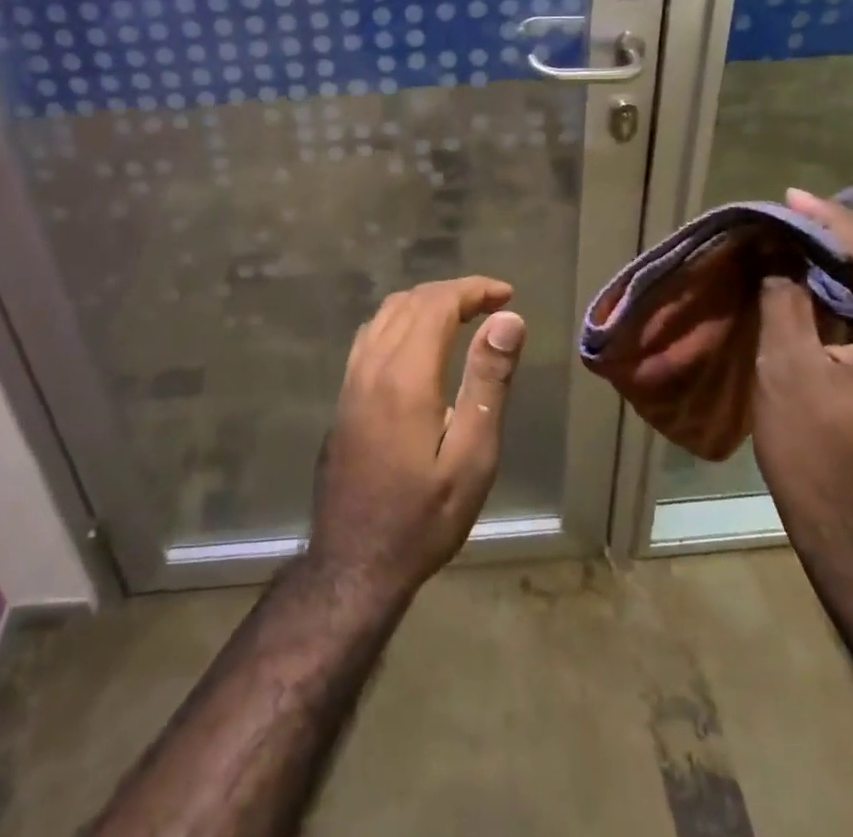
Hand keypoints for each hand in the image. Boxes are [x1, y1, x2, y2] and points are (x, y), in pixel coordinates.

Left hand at [307, 277, 525, 600]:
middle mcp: (372, 364)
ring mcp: (352, 378)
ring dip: (426, 302)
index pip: (438, 303)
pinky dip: (401, 319)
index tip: (507, 295)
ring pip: (386, 313)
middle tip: (493, 305)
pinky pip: (371, 333)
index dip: (474, 290)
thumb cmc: (424, 516)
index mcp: (406, 374)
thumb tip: (508, 319)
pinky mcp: (344, 395)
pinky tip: (420, 341)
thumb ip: (488, 382)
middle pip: (411, 301)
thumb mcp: (472, 456)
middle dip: (454, 293)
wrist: (354, 562)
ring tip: (463, 316)